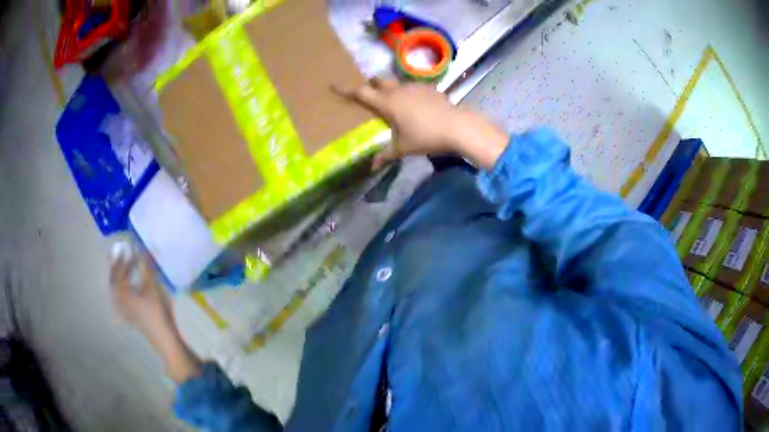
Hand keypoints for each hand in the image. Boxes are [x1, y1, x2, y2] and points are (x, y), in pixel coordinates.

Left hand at [110, 252, 200, 381]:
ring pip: (116, 288)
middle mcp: (119, 300)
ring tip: (127, 265)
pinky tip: (132, 282)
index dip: (121, 258)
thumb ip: (147, 268)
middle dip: (116, 266)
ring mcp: (124, 308)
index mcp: (122, 293)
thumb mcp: (152, 288)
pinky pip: (121, 295)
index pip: (118, 271)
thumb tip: (145, 248)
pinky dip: (124, 285)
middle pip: (113, 279)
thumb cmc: (156, 313)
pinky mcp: (129, 313)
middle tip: (120, 253)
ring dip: (120, 275)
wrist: (163, 337)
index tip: (126, 246)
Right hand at [333, 79, 507, 169]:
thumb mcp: (403, 148)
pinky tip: (415, 105)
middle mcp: (398, 90)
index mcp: (387, 103)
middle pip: (378, 80)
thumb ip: (386, 155)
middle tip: (368, 93)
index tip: (334, 84)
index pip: (361, 92)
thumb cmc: (426, 137)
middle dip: (370, 83)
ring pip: (396, 82)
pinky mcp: (428, 87)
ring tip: (394, 102)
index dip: (346, 89)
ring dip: (390, 88)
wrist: (457, 126)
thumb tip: (372, 167)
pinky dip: (408, 93)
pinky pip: (412, 86)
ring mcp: (414, 86)